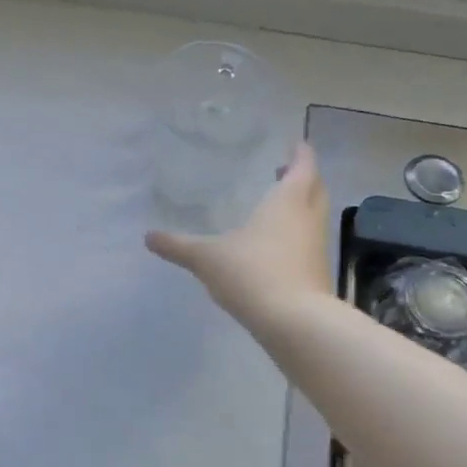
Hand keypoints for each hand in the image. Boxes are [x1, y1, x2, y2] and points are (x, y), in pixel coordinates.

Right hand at [146, 141, 332, 330]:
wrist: (294, 322)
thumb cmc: (252, 273)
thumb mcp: (207, 258)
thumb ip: (178, 246)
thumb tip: (148, 236)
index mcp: (287, 201)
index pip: (303, 166)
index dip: (300, 153)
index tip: (295, 144)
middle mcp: (308, 218)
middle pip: (315, 189)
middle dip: (303, 178)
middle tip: (284, 172)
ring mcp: (317, 248)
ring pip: (314, 217)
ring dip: (301, 208)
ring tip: (277, 208)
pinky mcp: (318, 274)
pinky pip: (309, 244)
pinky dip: (297, 237)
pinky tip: (276, 248)